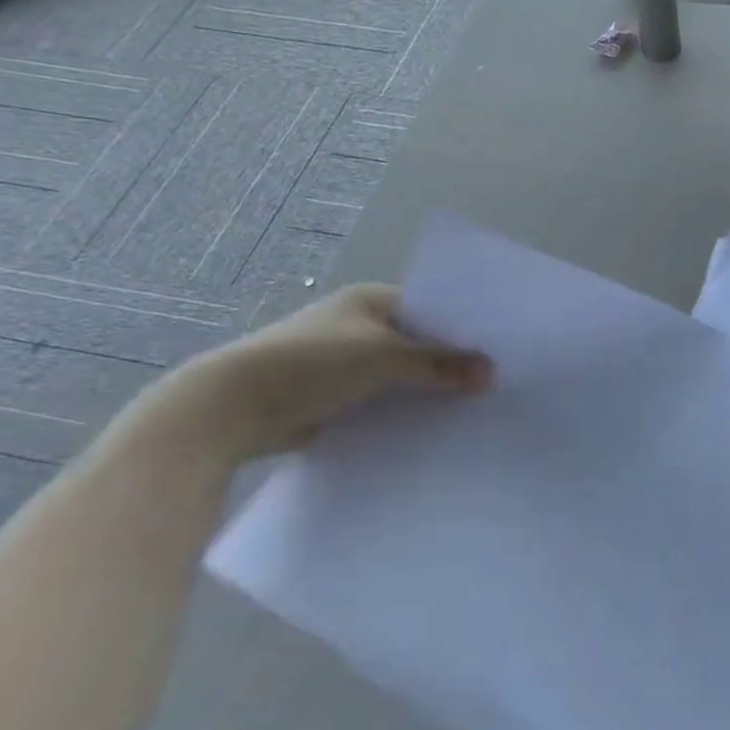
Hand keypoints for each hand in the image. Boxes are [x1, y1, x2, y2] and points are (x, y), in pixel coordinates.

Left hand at [139, 284, 492, 466]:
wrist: (231, 409)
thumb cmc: (312, 364)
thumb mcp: (385, 357)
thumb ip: (440, 364)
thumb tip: (492, 374)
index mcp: (369, 301)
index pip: (430, 309)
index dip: (462, 329)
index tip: (498, 350)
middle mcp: (358, 327)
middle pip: (418, 344)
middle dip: (448, 364)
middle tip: (493, 383)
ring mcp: (344, 364)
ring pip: (401, 376)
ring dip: (426, 391)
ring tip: (472, 408)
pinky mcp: (333, 399)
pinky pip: (382, 402)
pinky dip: (403, 412)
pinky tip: (434, 428)